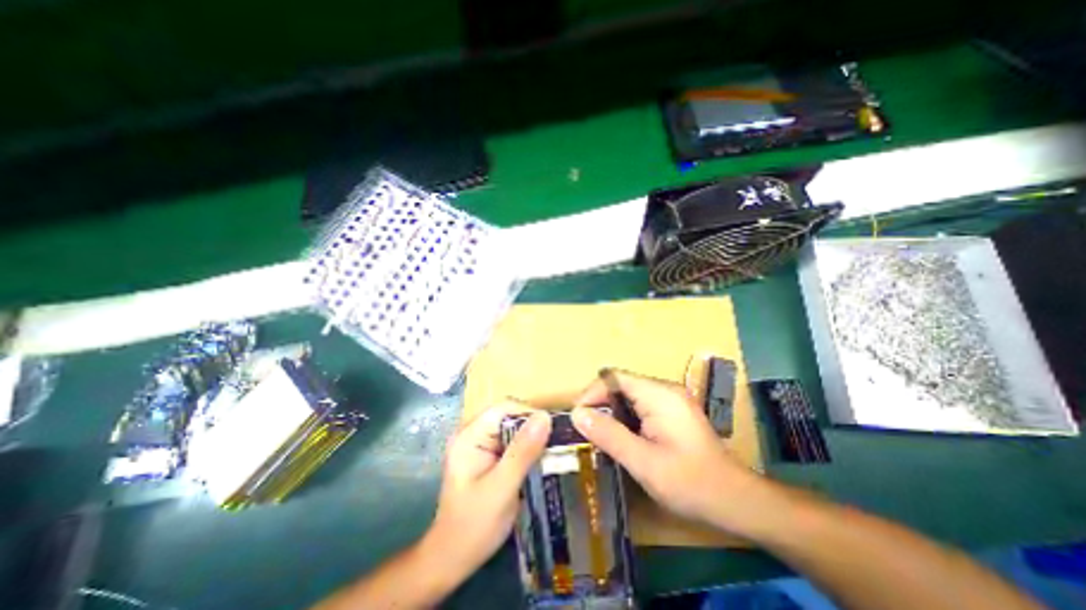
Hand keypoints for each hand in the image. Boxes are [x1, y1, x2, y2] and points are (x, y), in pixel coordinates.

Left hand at [424, 404, 552, 577]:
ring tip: (549, 453)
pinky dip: (525, 448)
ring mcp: (478, 444)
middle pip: (508, 415)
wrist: (452, 559)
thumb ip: (523, 451)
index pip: (505, 408)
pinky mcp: (485, 455)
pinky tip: (536, 462)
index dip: (529, 414)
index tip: (552, 432)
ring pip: (511, 428)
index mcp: (469, 435)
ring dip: (530, 438)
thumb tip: (545, 417)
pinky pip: (510, 441)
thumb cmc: (474, 526)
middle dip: (531, 427)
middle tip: (553, 445)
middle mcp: (472, 433)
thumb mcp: (502, 488)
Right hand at [570, 370, 766, 529]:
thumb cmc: (690, 482)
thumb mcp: (643, 462)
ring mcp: (670, 399)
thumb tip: (577, 414)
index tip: (577, 417)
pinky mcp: (673, 410)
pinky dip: (625, 417)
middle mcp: (664, 389)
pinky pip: (640, 405)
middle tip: (586, 429)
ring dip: (612, 411)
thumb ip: (609, 435)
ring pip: (629, 395)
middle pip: (621, 384)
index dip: (592, 393)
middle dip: (600, 403)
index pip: (614, 378)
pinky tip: (623, 437)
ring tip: (600, 435)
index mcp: (659, 394)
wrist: (736, 500)